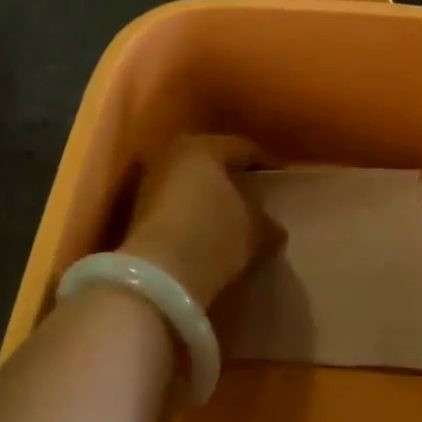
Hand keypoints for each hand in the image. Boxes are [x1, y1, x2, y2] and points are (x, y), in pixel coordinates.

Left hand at [119, 135, 278, 306]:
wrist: (158, 274)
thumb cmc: (212, 237)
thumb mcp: (252, 231)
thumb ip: (265, 222)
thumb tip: (272, 226)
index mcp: (205, 147)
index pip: (243, 148)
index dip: (266, 163)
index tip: (282, 179)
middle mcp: (174, 153)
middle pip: (212, 160)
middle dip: (232, 175)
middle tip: (255, 192)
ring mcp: (152, 179)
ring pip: (190, 179)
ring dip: (209, 193)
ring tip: (231, 214)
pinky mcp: (139, 207)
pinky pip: (175, 200)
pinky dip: (191, 209)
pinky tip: (206, 228)